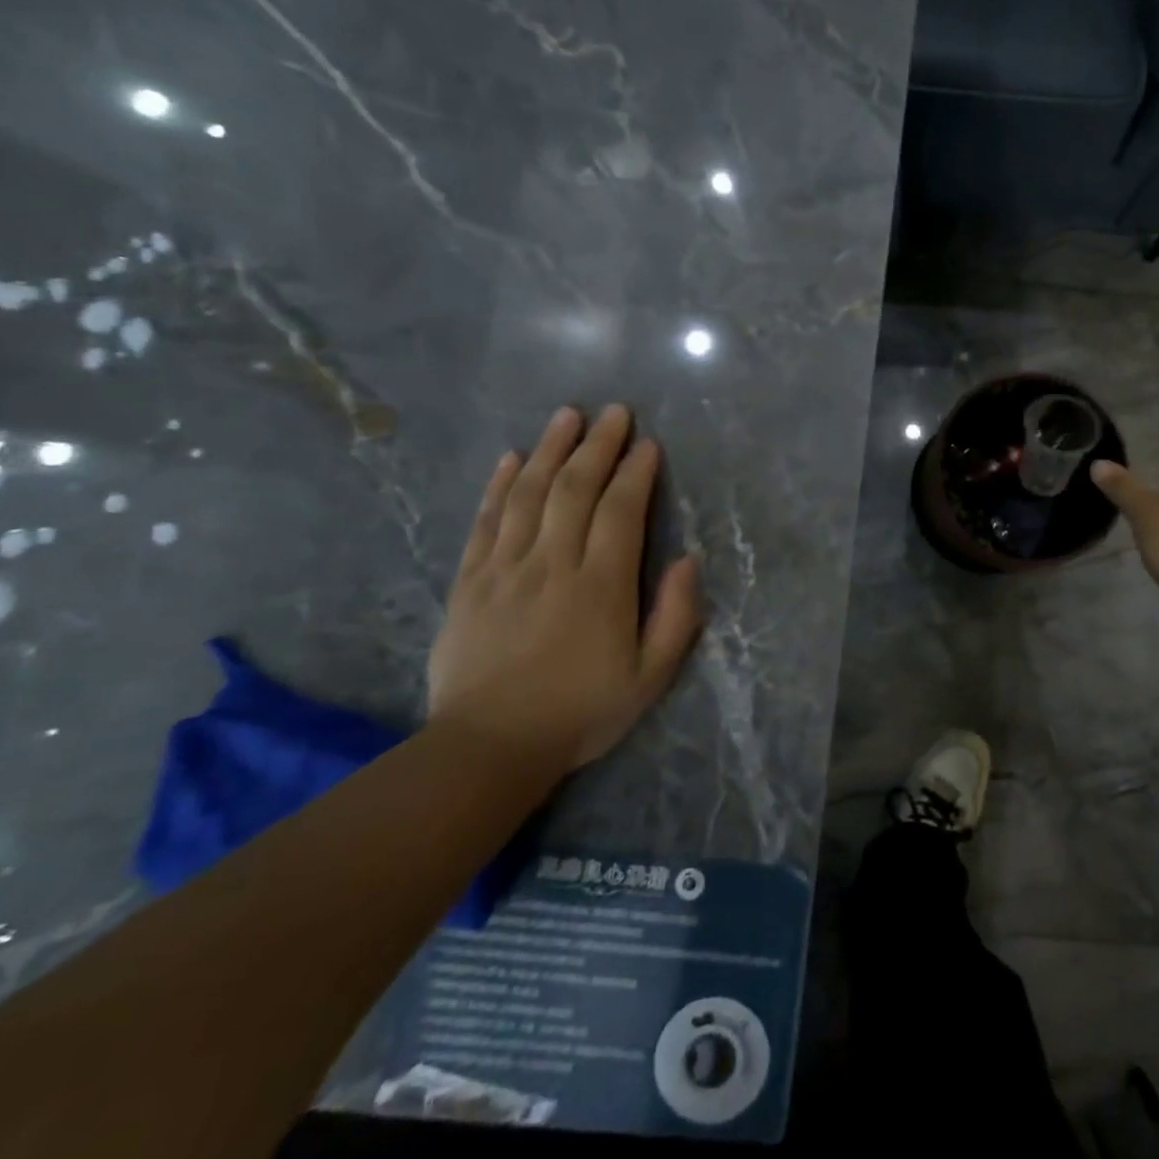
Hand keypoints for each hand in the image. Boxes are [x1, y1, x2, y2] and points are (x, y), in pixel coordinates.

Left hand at [428, 404, 702, 777]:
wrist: (489, 747)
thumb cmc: (581, 712)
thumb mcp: (650, 677)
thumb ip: (676, 617)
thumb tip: (688, 560)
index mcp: (601, 587)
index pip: (620, 512)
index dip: (636, 473)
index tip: (648, 444)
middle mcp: (553, 565)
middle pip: (574, 490)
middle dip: (597, 445)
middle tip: (614, 411)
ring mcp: (506, 569)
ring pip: (529, 495)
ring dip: (550, 450)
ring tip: (567, 416)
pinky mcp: (470, 581)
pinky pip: (485, 522)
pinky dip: (499, 486)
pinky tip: (511, 459)